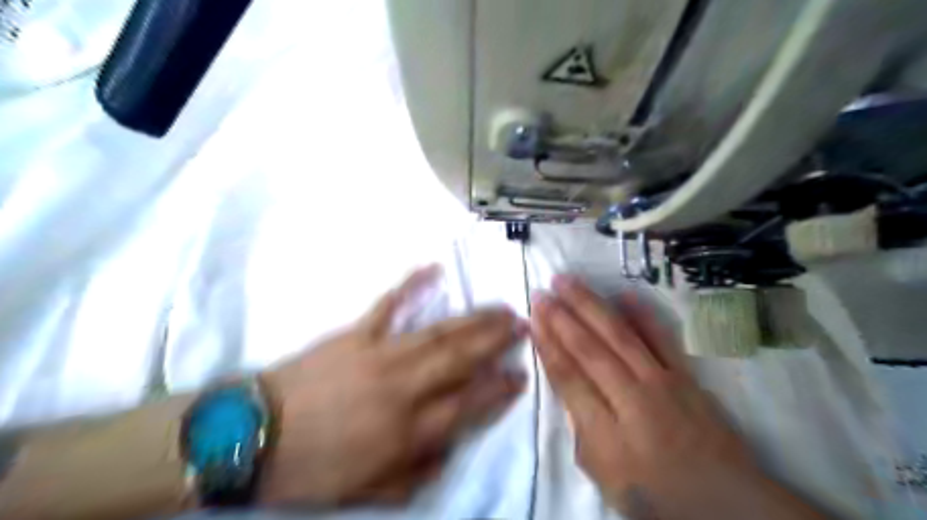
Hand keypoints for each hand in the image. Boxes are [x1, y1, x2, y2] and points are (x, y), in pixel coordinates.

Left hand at [257, 269, 527, 506]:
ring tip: (498, 308)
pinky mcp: (354, 334)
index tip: (520, 375)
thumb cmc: (310, 470)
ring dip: (472, 319)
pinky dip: (411, 285)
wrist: (249, 437)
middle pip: (460, 360)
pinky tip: (433, 269)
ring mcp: (379, 355)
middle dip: (495, 342)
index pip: (467, 405)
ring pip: (437, 332)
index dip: (498, 390)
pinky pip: (388, 305)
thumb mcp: (367, 493)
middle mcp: (402, 388)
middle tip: (521, 325)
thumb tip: (448, 449)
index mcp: (406, 431)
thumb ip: (415, 475)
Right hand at [532, 275, 821, 518]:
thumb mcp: (604, 478)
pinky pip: (662, 338)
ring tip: (568, 281)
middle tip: (542, 291)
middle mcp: (633, 400)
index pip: (568, 378)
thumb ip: (581, 432)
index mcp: (607, 433)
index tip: (533, 318)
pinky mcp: (686, 376)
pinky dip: (642, 314)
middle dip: (561, 317)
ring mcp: (663, 383)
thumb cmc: (657, 495)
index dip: (547, 345)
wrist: (727, 501)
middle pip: (589, 350)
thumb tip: (568, 388)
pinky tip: (624, 293)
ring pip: (618, 335)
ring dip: (590, 305)